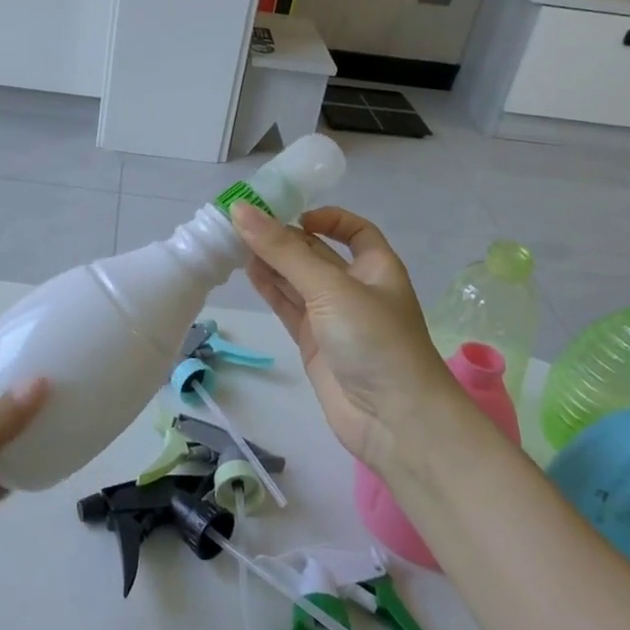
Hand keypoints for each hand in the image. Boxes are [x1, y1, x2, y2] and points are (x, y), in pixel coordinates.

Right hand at [230, 203, 453, 469]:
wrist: (394, 420)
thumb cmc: (374, 340)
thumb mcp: (330, 287)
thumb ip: (283, 251)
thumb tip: (240, 209)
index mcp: (376, 267)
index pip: (354, 231)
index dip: (328, 219)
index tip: (293, 215)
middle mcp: (355, 288)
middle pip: (317, 254)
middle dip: (285, 238)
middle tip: (243, 224)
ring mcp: (333, 318)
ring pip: (297, 280)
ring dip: (271, 262)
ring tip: (235, 244)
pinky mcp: (314, 343)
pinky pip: (288, 307)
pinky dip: (269, 290)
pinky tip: (247, 273)